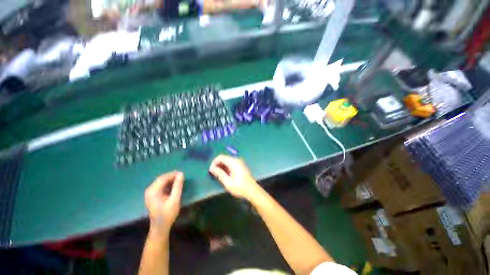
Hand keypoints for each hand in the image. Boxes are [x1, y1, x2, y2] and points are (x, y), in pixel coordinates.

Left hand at [144, 171, 183, 236]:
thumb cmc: (168, 214)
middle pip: (161, 179)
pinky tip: (173, 186)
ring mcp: (149, 193)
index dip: (173, 174)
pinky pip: (160, 186)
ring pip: (160, 182)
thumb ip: (178, 186)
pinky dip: (167, 184)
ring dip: (169, 180)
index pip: (163, 178)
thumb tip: (181, 174)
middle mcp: (149, 190)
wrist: (160, 227)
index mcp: (153, 191)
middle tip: (181, 176)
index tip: (182, 174)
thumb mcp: (175, 199)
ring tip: (179, 180)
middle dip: (171, 176)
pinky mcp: (152, 196)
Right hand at [209, 155, 258, 199]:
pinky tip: (225, 174)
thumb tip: (211, 168)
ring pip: (227, 161)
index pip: (221, 157)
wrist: (252, 190)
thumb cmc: (239, 187)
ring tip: (218, 175)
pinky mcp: (241, 166)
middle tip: (213, 173)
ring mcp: (239, 162)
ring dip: (222, 166)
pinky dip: (226, 167)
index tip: (211, 170)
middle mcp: (237, 160)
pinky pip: (231, 163)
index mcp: (233, 162)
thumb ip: (219, 173)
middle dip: (217, 164)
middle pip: (224, 158)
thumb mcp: (227, 181)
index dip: (214, 162)